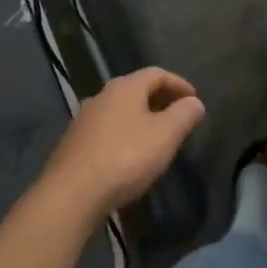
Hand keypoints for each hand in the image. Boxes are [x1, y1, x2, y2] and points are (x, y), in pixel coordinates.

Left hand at [39, 67, 205, 221]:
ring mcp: (84, 120)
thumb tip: (194, 102)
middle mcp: (101, 96)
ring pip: (120, 111)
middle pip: (136, 90)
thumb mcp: (165, 135)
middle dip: (160, 100)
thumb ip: (184, 115)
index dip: (179, 83)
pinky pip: (107, 131)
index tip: (194, 100)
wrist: (72, 194)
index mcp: (124, 87)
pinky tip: (130, 156)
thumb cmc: (125, 157)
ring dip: (141, 119)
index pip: (156, 73)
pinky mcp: (74, 144)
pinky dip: (124, 135)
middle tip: (178, 118)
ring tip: (157, 138)